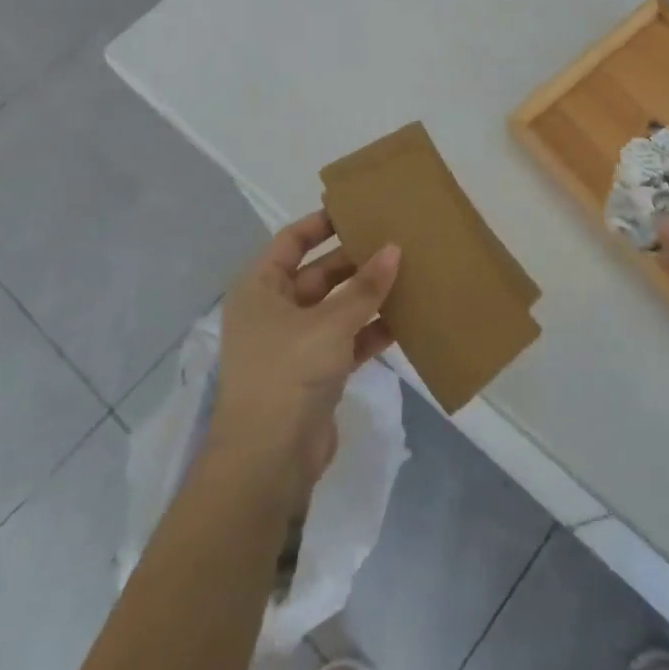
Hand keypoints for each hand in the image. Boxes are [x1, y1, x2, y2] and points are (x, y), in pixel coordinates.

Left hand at [208, 211, 400, 502]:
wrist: (269, 461)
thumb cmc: (288, 373)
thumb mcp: (329, 323)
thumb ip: (364, 288)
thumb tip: (395, 249)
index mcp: (260, 289)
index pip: (291, 241)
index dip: (321, 223)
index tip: (358, 209)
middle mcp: (273, 311)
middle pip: (318, 273)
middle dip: (355, 260)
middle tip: (396, 240)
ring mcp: (294, 344)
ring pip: (336, 308)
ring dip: (367, 296)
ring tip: (408, 274)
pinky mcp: (314, 374)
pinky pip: (347, 340)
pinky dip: (371, 331)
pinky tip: (405, 320)